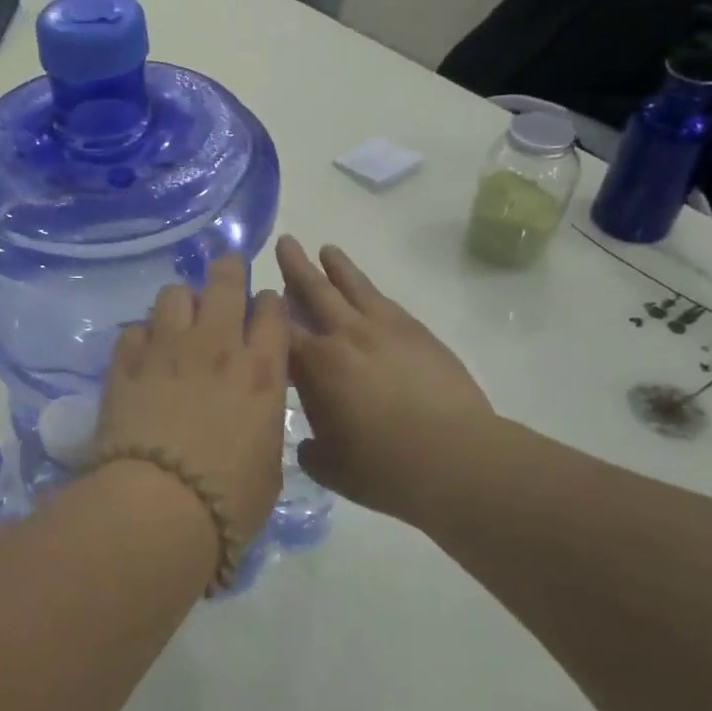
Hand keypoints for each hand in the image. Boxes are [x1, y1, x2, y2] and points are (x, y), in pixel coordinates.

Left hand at [95, 256, 290, 541]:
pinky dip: (142, 337)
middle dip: (229, 270)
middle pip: (225, 282)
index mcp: (260, 370)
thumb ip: (262, 423)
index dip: (269, 303)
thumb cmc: (229, 497)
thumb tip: (250, 412)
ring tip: (178, 320)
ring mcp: (167, 348)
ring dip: (181, 303)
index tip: (263, 308)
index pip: (272, 311)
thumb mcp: (267, 463)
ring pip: (174, 294)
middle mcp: (216, 345)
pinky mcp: (126, 361)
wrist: (160, 505)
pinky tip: (142, 354)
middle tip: (226, 273)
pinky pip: (135, 329)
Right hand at [276, 235, 495, 520]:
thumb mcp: (332, 467)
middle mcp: (347, 337)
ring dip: (338, 267)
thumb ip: (312, 452)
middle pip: (315, 291)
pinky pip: (387, 303)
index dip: (265, 312)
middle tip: (286, 242)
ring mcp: (386, 330)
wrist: (455, 459)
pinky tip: (368, 292)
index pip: (280, 329)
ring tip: (327, 250)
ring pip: (355, 287)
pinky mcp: (419, 334)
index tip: (255, 299)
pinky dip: (370, 292)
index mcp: (317, 366)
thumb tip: (310, 445)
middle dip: (296, 267)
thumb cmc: (384, 468)